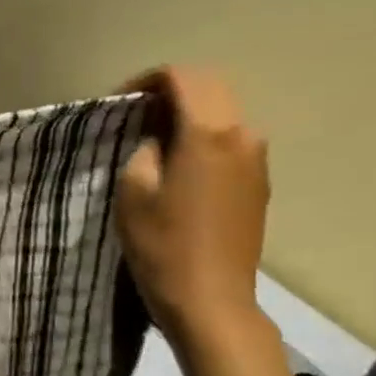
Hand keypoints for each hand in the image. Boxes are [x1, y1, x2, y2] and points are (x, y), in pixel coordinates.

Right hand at [115, 67, 269, 349]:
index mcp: (210, 132)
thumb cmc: (162, 244)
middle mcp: (244, 135)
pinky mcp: (258, 183)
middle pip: (210, 89)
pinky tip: (174, 166)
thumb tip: (155, 138)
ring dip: (187, 116)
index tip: (118, 102)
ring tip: (149, 141)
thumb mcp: (133, 192)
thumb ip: (144, 150)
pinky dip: (201, 138)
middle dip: (170, 93)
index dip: (148, 80)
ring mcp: (257, 160)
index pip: (184, 78)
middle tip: (131, 116)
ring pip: (223, 114)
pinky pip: (229, 142)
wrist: (210, 297)